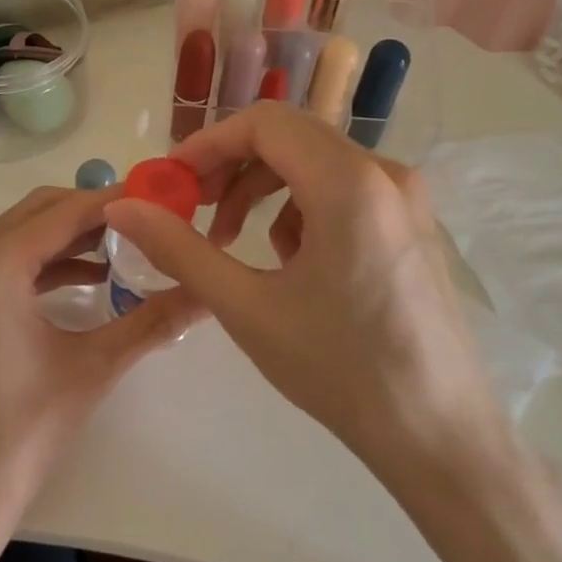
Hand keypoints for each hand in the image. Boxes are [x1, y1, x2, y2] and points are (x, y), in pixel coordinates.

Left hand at [0, 185, 201, 520]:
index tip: (159, 198)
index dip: (115, 201)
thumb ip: (153, 321)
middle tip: (144, 222)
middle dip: (91, 212)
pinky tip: (87, 283)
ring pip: (20, 236)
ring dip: (68, 237)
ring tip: (123, 251)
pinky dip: (45, 263)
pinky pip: (5, 265)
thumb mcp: (95, 367)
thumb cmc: (23, 429)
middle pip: (38, 212)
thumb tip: (207, 293)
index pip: (66, 211)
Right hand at [103, 102, 510, 485]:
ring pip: (316, 163)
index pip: (264, 123)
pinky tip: (292, 263)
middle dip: (232, 168)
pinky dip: (302, 209)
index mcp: (349, 183)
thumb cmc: (340, 371)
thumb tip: (121, 207)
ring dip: (264, 190)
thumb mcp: (245, 307)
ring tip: (237, 245)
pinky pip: (344, 190)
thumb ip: (178, 248)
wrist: (441, 438)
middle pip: (290, 137)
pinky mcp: (414, 224)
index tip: (172, 183)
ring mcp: (407, 198)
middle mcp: (386, 173)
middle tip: (194, 210)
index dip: (208, 144)